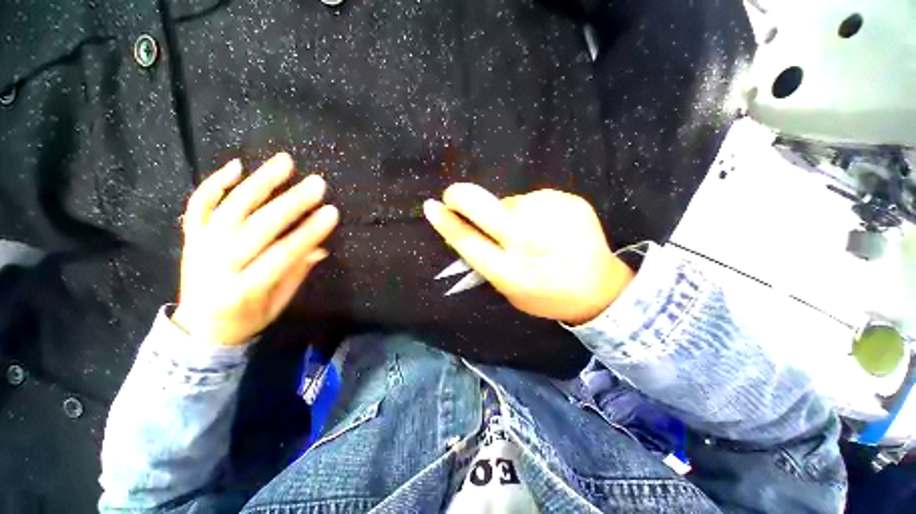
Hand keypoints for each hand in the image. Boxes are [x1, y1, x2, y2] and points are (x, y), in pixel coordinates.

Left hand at [172, 153, 338, 344]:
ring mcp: (201, 246)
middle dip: (291, 203)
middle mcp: (217, 264)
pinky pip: (200, 205)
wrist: (200, 328)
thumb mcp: (278, 304)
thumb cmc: (246, 318)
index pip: (283, 254)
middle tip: (317, 184)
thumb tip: (320, 246)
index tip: (332, 213)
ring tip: (285, 162)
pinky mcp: (192, 235)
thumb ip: (297, 273)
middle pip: (258, 226)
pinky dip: (215, 183)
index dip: (310, 232)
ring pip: (230, 207)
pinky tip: (237, 166)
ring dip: (260, 182)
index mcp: (244, 289)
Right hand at [423, 183, 633, 325]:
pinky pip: (535, 200)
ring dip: (508, 213)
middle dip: (461, 197)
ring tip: (531, 233)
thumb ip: (488, 261)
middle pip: (482, 206)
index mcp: (510, 271)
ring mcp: (550, 217)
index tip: (431, 207)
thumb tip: (467, 229)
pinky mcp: (569, 201)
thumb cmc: (547, 295)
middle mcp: (527, 241)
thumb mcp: (510, 291)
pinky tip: (550, 227)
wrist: (600, 288)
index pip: (467, 240)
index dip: (445, 222)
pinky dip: (533, 211)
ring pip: (510, 202)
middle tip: (454, 196)